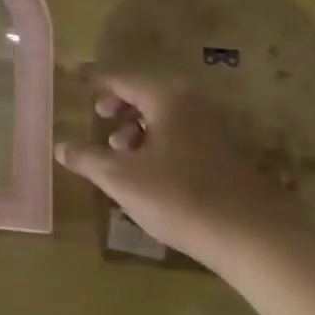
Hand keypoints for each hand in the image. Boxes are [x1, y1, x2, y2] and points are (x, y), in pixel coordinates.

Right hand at [55, 73, 310, 267]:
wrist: (254, 236)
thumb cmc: (180, 197)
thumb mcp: (122, 179)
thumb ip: (88, 159)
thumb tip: (61, 146)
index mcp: (167, 98)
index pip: (122, 79)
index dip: (97, 80)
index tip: (77, 78)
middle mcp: (193, 102)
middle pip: (148, 91)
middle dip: (120, 102)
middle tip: (99, 115)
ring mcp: (215, 126)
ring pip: (168, 113)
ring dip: (140, 124)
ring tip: (120, 149)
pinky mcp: (227, 151)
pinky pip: (184, 130)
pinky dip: (160, 138)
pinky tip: (150, 168)